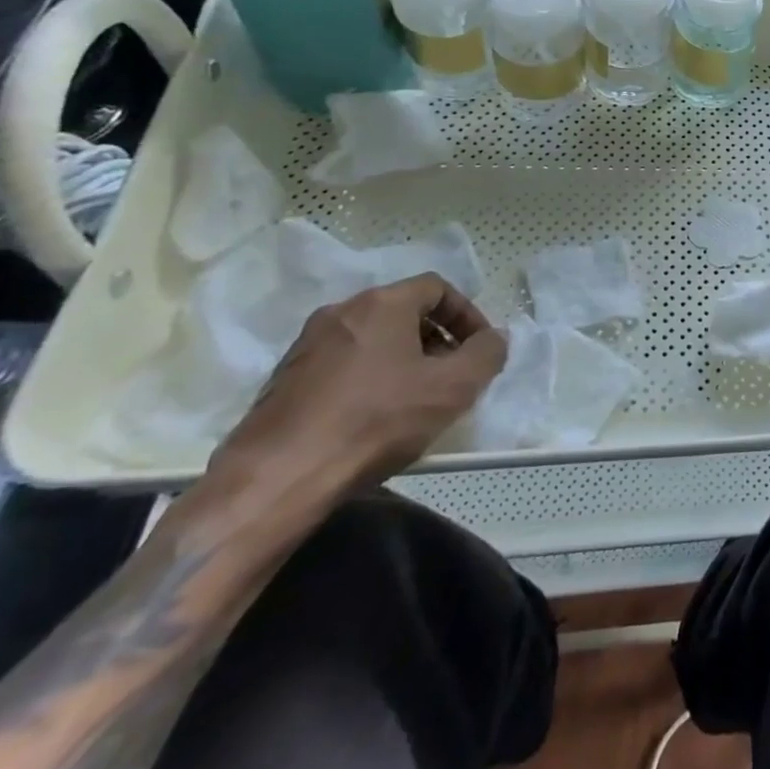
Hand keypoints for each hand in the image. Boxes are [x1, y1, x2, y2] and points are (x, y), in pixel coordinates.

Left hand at [207, 273, 506, 499]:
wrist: (275, 480)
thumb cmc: (375, 421)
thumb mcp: (453, 387)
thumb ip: (486, 354)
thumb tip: (493, 339)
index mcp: (381, 304)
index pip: (437, 288)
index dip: (467, 314)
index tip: (480, 348)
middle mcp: (341, 312)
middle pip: (404, 312)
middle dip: (437, 340)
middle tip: (454, 376)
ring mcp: (306, 347)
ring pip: (373, 340)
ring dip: (404, 361)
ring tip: (418, 402)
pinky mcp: (284, 382)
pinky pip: (344, 366)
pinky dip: (370, 380)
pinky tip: (376, 420)